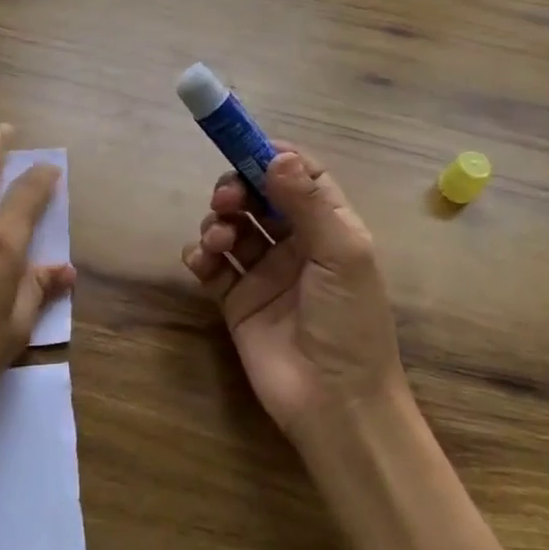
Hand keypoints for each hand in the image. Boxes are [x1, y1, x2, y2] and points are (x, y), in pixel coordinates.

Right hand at [182, 149, 409, 445]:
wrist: (334, 403)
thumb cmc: (349, 322)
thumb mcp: (341, 254)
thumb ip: (308, 202)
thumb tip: (277, 153)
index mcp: (329, 228)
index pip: (300, 176)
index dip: (272, 157)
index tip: (243, 146)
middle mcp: (296, 244)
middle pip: (258, 197)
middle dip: (237, 189)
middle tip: (225, 199)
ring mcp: (264, 273)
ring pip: (232, 226)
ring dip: (219, 221)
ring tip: (219, 240)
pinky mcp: (237, 301)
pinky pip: (212, 265)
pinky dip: (200, 254)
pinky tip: (200, 260)